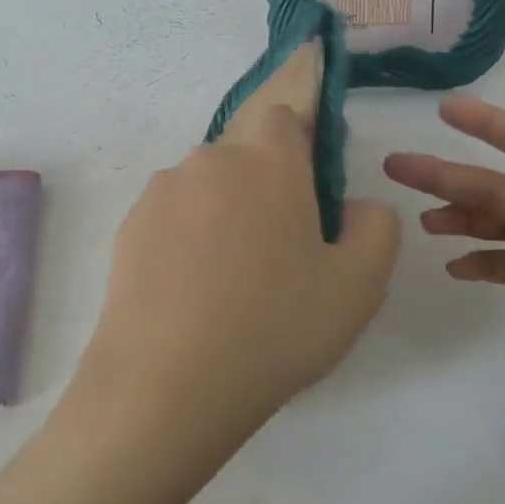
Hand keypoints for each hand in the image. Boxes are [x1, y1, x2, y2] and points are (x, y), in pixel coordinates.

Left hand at [70, 43, 400, 467]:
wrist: (167, 383)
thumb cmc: (275, 327)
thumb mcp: (359, 285)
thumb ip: (376, 226)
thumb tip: (353, 206)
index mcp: (268, 161)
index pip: (284, 120)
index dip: (300, 150)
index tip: (310, 198)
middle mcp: (210, 161)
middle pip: (244, 157)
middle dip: (263, 189)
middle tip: (277, 254)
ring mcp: (162, 192)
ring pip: (205, 187)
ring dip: (222, 214)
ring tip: (228, 282)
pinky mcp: (128, 226)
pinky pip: (171, 217)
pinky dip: (185, 239)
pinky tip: (190, 293)